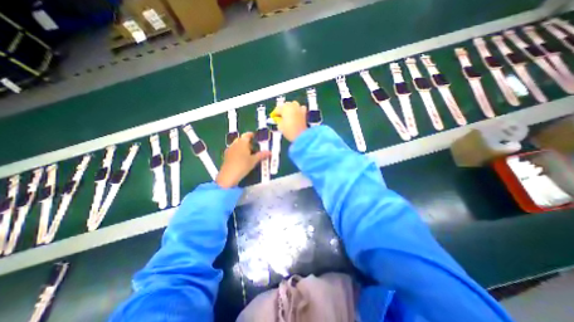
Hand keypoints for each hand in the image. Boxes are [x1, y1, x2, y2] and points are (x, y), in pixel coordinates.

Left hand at [216, 131, 271, 187]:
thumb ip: (262, 155)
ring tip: (248, 153)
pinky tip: (241, 158)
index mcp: (242, 142)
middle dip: (247, 142)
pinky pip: (233, 150)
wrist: (229, 175)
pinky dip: (237, 152)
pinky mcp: (226, 156)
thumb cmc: (243, 165)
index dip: (251, 135)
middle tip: (253, 146)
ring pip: (236, 145)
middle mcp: (235, 144)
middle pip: (241, 139)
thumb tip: (270, 152)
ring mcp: (229, 149)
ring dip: (242, 147)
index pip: (247, 135)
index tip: (255, 136)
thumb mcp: (254, 160)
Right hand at [274, 101, 307, 140]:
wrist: (301, 135)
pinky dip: (297, 110)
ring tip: (288, 115)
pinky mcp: (304, 113)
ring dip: (290, 108)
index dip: (274, 114)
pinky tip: (296, 115)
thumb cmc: (289, 130)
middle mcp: (292, 106)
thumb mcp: (280, 126)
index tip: (273, 117)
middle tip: (280, 117)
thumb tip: (278, 119)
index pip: (277, 109)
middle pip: (285, 105)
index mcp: (284, 108)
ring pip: (293, 105)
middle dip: (282, 110)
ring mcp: (299, 108)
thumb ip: (278, 120)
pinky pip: (300, 108)